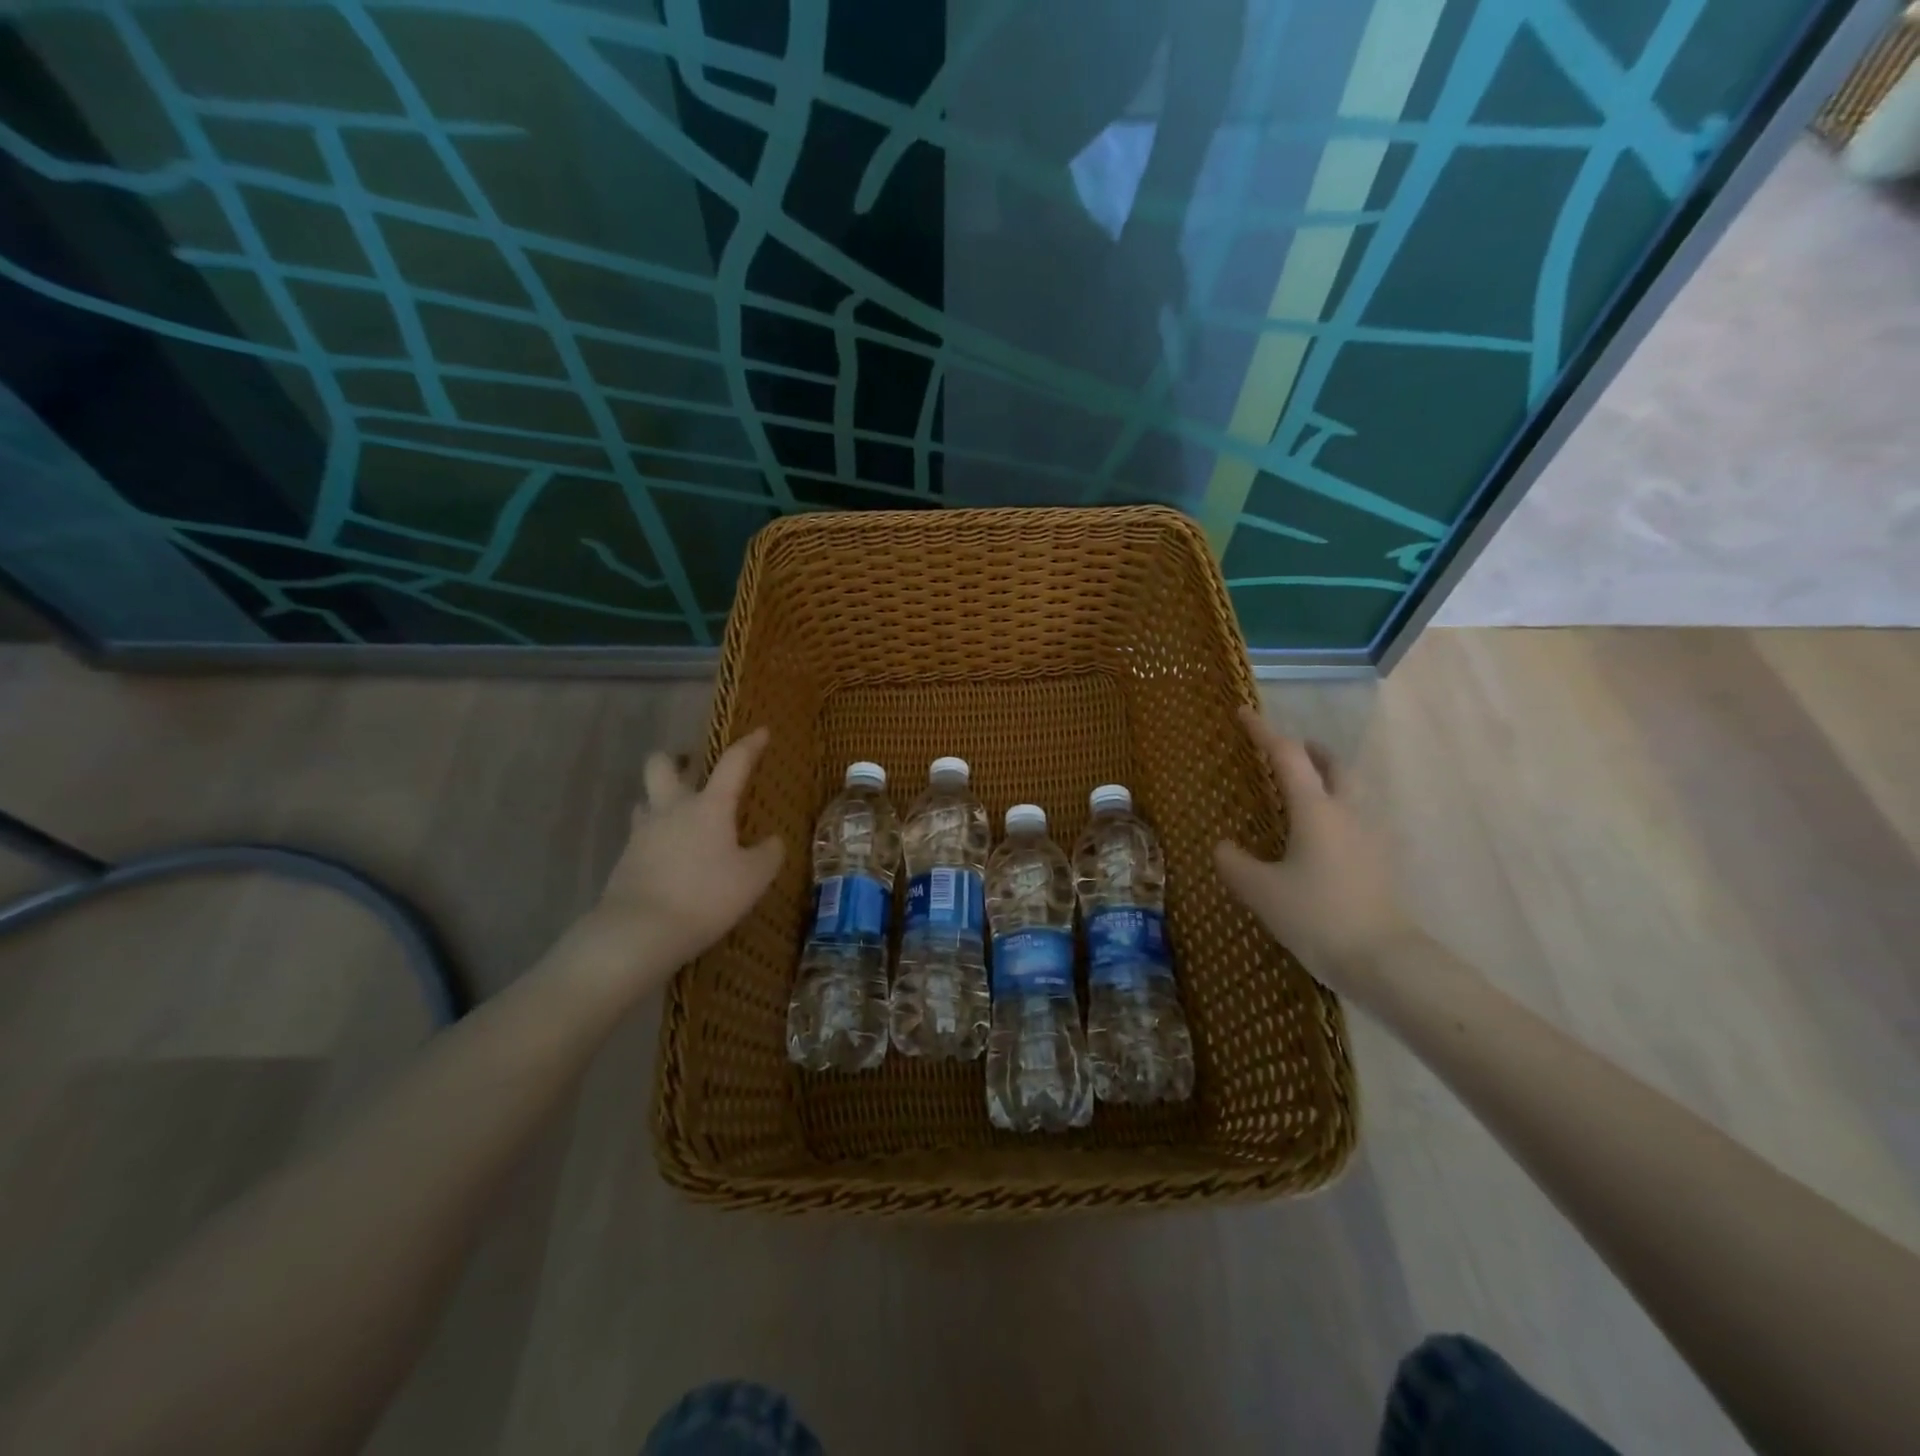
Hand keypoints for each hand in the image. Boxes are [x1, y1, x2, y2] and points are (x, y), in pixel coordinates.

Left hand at [573, 727, 783, 992]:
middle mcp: (671, 809)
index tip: (762, 732)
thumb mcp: (754, 878)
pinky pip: (641, 837)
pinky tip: (670, 859)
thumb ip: (769, 854)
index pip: (733, 763)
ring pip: (645, 800)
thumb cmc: (706, 897)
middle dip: (675, 759)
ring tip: (679, 818)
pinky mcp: (625, 861)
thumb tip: (772, 841)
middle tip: (692, 769)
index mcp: (709, 806)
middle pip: (661, 765)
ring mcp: (642, 834)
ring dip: (660, 801)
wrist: (640, 931)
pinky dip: (656, 840)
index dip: (750, 745)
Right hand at [1213, 708, 1415, 1000]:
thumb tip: (1223, 846)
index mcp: (1315, 810)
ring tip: (1302, 794)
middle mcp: (1347, 813)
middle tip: (1288, 752)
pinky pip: (1356, 820)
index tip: (1244, 713)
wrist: (1384, 960)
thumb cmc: (1317, 916)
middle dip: (1310, 751)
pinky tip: (1320, 840)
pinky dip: (1336, 812)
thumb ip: (1234, 863)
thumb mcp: (1261, 891)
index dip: (1263, 731)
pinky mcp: (1380, 862)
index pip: (1287, 756)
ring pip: (1350, 791)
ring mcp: (1370, 837)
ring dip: (1327, 779)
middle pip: (1333, 765)